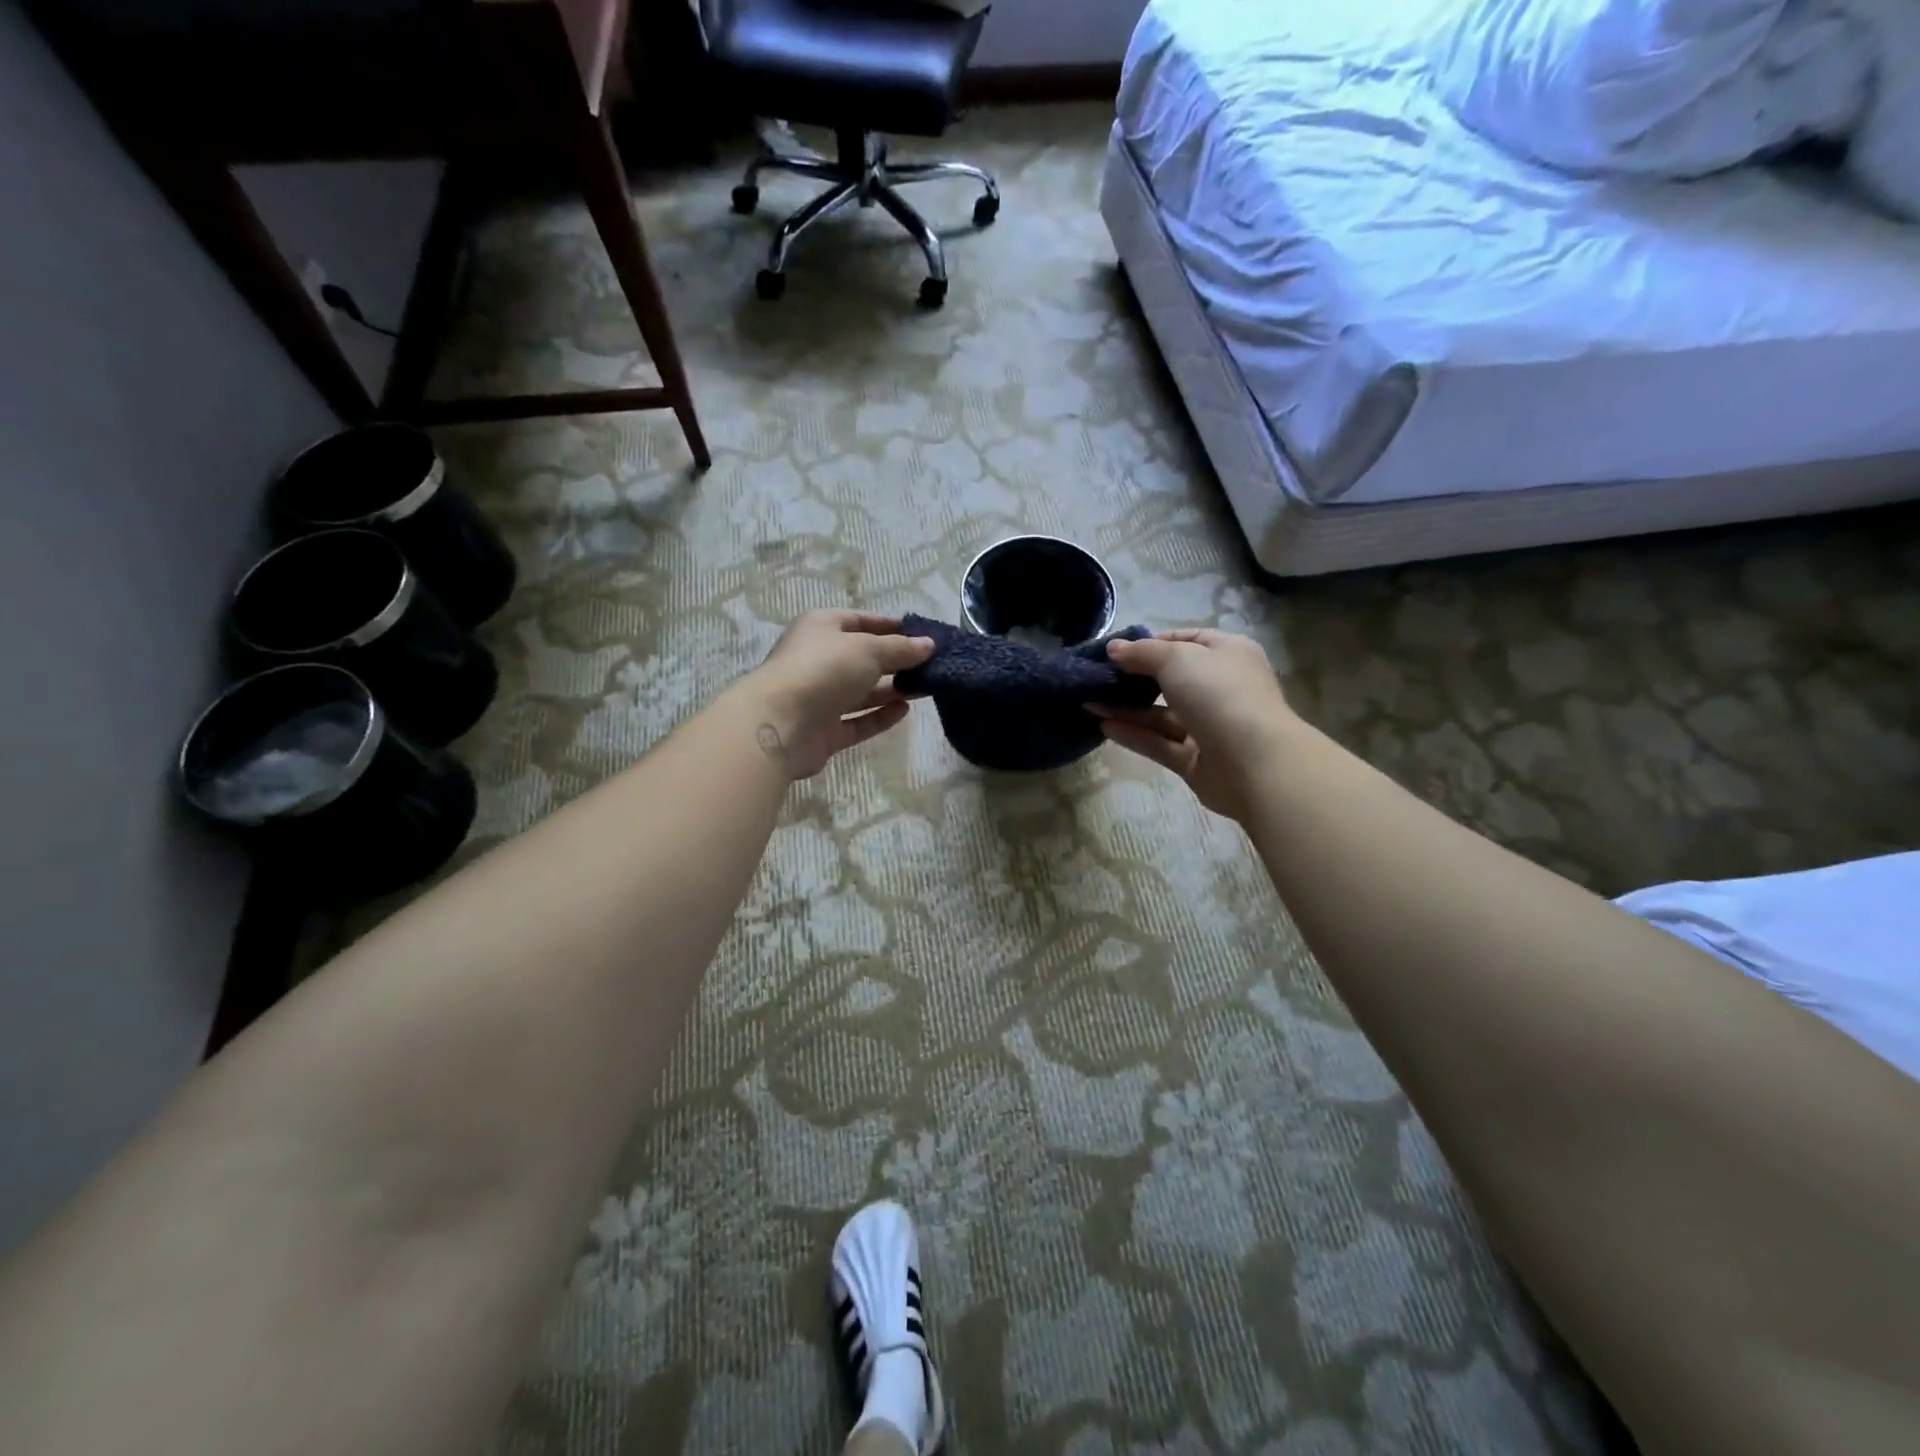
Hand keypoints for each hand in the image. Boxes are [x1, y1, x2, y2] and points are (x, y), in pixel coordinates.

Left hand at [742, 610, 934, 779]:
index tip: (922, 635)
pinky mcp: (823, 731)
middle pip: (862, 658)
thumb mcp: (869, 650)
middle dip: (895, 661)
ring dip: (891, 690)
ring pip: (861, 692)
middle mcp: (817, 660)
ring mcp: (818, 697)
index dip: (890, 627)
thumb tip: (929, 644)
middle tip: (930, 666)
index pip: (859, 621)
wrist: (781, 723)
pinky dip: (879, 716)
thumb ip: (901, 649)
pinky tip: (904, 711)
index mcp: (821, 628)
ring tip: (925, 688)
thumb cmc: (824, 670)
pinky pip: (856, 721)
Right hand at [1095, 629, 1294, 821]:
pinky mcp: (1196, 760)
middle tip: (1097, 678)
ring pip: (1162, 715)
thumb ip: (1142, 653)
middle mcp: (1220, 688)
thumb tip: (1114, 649)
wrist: (1255, 762)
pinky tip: (1104, 727)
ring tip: (1090, 703)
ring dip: (1127, 708)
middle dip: (1134, 679)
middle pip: (1171, 680)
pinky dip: (1134, 735)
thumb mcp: (1177, 658)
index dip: (1152, 643)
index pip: (1187, 641)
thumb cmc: (1220, 694)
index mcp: (1228, 655)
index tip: (1117, 651)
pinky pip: (1160, 743)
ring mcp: (1209, 727)